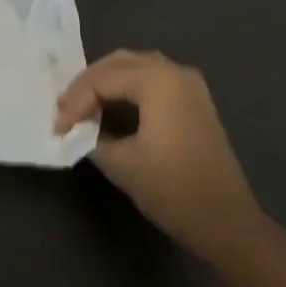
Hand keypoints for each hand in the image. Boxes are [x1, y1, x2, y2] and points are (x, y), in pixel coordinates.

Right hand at [54, 50, 266, 265]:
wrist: (229, 223)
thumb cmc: (174, 190)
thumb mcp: (122, 165)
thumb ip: (92, 138)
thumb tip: (76, 130)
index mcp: (157, 80)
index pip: (102, 79)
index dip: (74, 102)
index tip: (56, 129)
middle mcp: (174, 71)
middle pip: (118, 63)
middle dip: (88, 84)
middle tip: (65, 111)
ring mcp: (189, 84)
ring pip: (135, 67)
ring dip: (106, 83)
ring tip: (83, 108)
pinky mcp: (194, 100)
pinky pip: (152, 79)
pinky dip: (127, 88)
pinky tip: (112, 108)